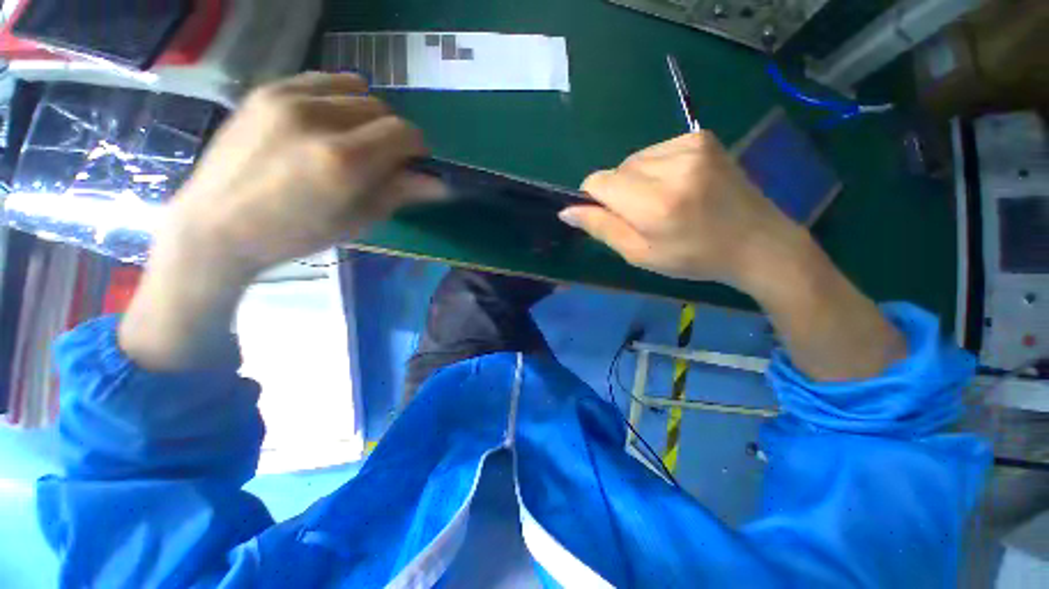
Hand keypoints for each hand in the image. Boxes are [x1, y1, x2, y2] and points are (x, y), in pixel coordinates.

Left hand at [160, 72, 444, 279]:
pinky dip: (340, 98)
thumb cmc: (295, 234)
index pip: (404, 133)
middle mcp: (318, 119)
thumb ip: (400, 193)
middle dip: (392, 134)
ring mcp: (288, 97)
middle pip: (383, 110)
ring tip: (354, 140)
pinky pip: (324, 80)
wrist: (216, 224)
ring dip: (368, 116)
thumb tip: (440, 183)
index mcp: (343, 161)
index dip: (417, 148)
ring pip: (357, 90)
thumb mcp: (357, 221)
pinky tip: (330, 121)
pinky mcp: (267, 89)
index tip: (414, 164)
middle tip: (382, 159)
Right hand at [559, 133, 805, 290]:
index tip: (613, 216)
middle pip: (616, 169)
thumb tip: (567, 211)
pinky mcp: (702, 137)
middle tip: (646, 215)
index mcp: (655, 204)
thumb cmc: (694, 258)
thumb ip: (602, 228)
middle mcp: (672, 166)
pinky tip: (679, 185)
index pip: (598, 182)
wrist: (757, 242)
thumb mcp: (640, 254)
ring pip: (635, 159)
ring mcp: (691, 145)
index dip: (595, 199)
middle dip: (620, 192)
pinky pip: (656, 151)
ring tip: (666, 201)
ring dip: (638, 180)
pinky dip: (657, 168)